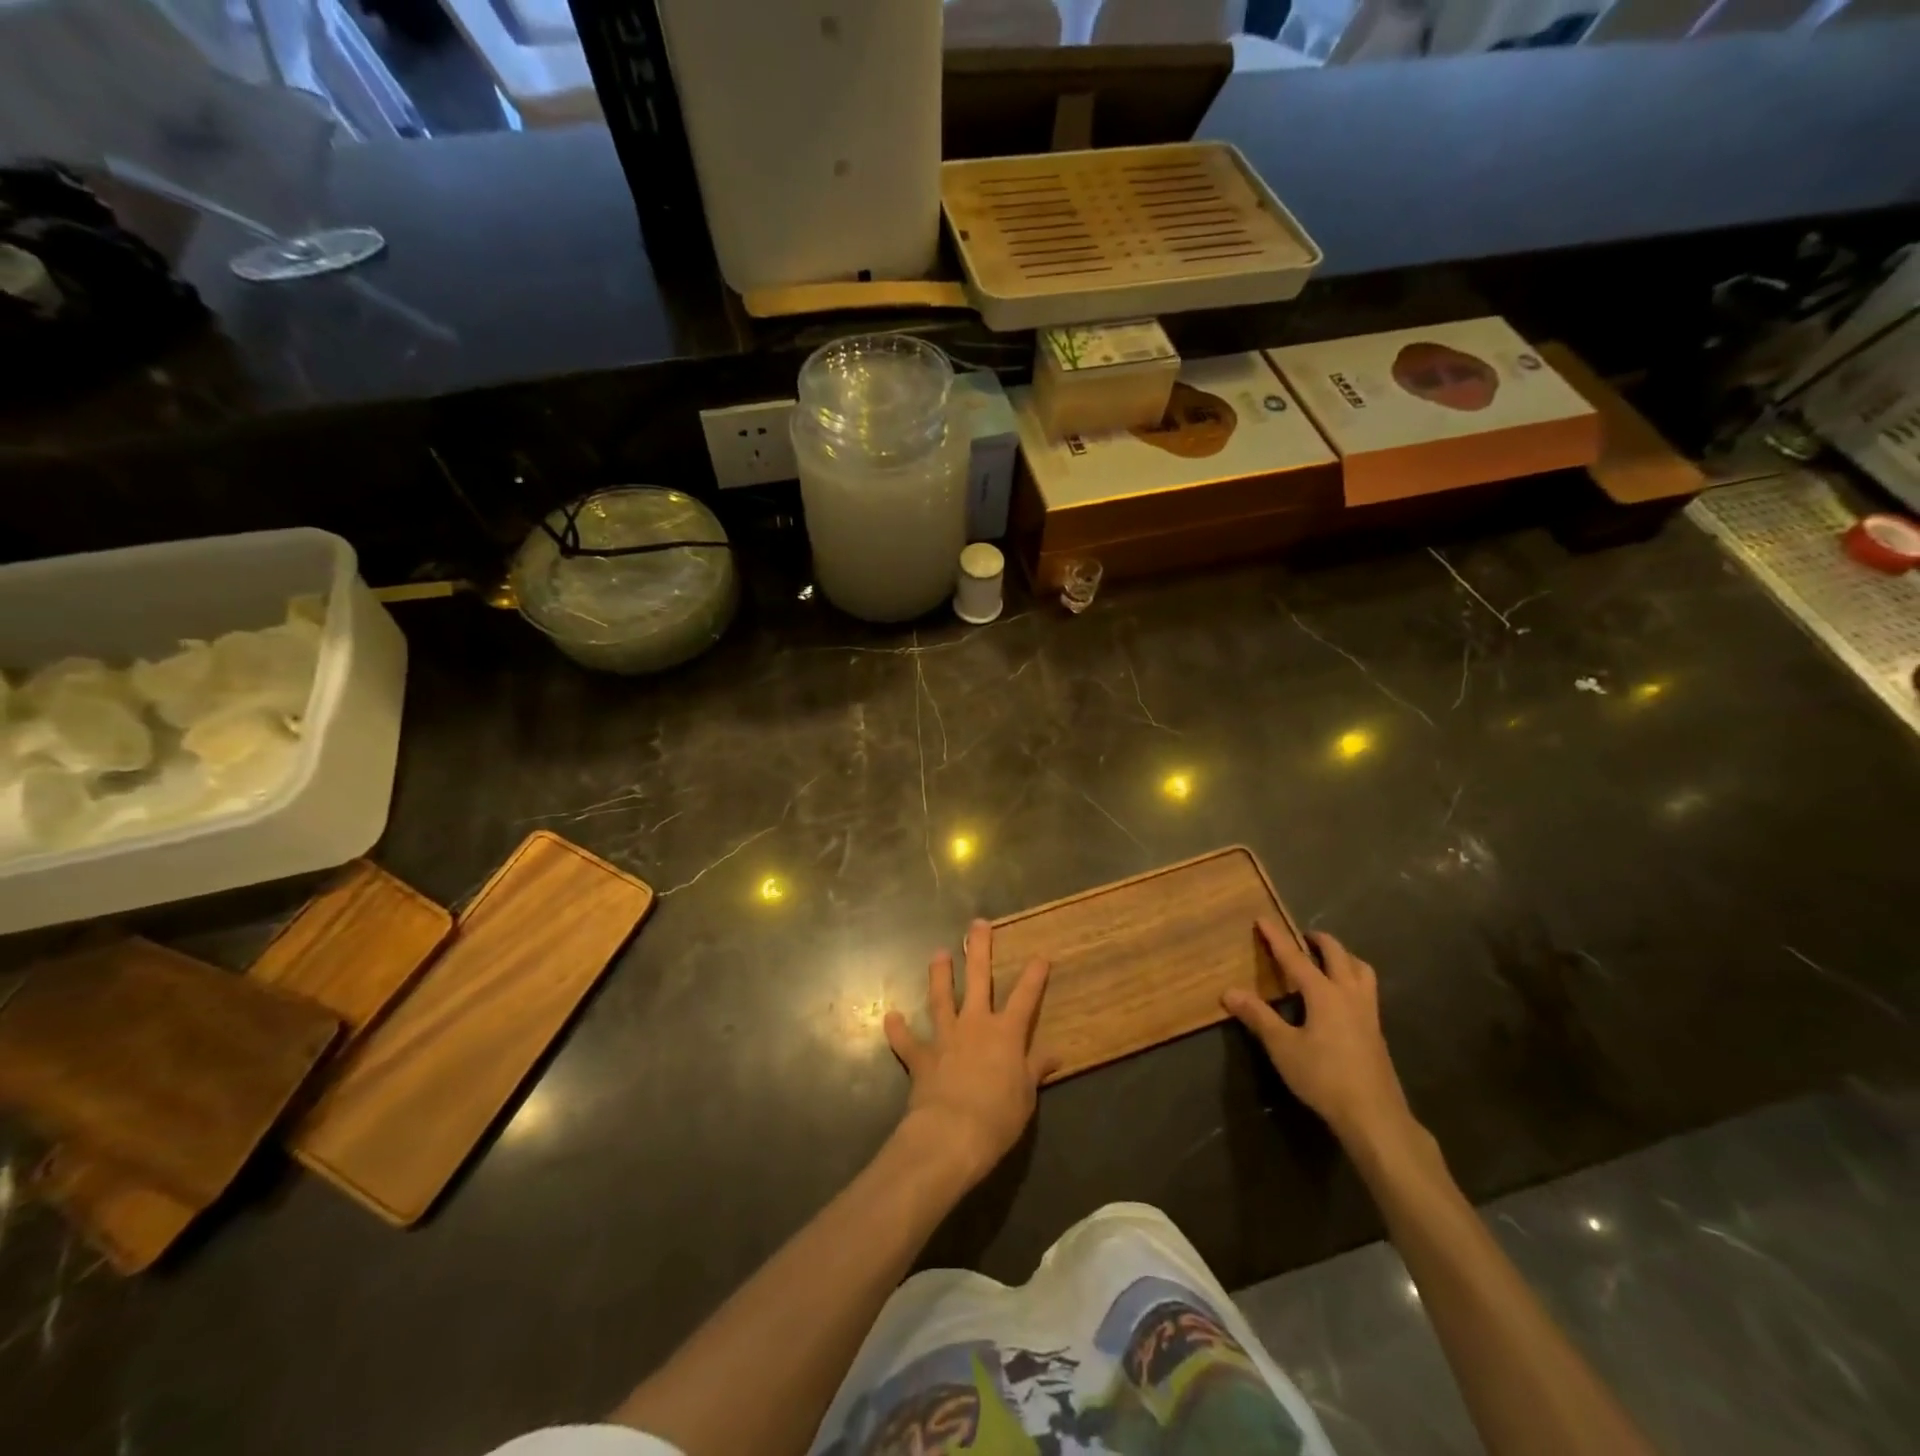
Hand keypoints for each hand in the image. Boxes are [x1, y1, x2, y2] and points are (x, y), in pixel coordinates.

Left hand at [885, 919, 1056, 1184]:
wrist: (952, 1134)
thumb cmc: (998, 1117)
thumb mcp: (1026, 1096)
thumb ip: (1035, 1070)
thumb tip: (1054, 1054)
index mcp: (1006, 1034)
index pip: (1025, 998)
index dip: (1034, 976)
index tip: (1040, 956)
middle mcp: (975, 1025)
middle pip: (979, 980)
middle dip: (979, 950)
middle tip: (977, 924)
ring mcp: (946, 1037)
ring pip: (941, 998)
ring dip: (939, 976)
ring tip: (938, 954)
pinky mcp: (921, 1057)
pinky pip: (907, 1041)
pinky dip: (898, 1030)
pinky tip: (890, 1016)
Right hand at [1223, 922, 1417, 1155]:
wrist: (1374, 1116)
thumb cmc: (1324, 1077)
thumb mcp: (1283, 1047)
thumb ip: (1258, 1017)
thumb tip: (1229, 991)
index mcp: (1324, 994)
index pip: (1295, 958)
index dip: (1277, 938)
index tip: (1263, 919)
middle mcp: (1349, 995)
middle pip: (1338, 955)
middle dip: (1319, 941)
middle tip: (1303, 937)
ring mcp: (1368, 1013)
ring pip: (1361, 970)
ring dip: (1344, 957)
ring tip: (1329, 959)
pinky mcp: (1376, 1032)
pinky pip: (1367, 990)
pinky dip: (1353, 978)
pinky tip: (1342, 997)